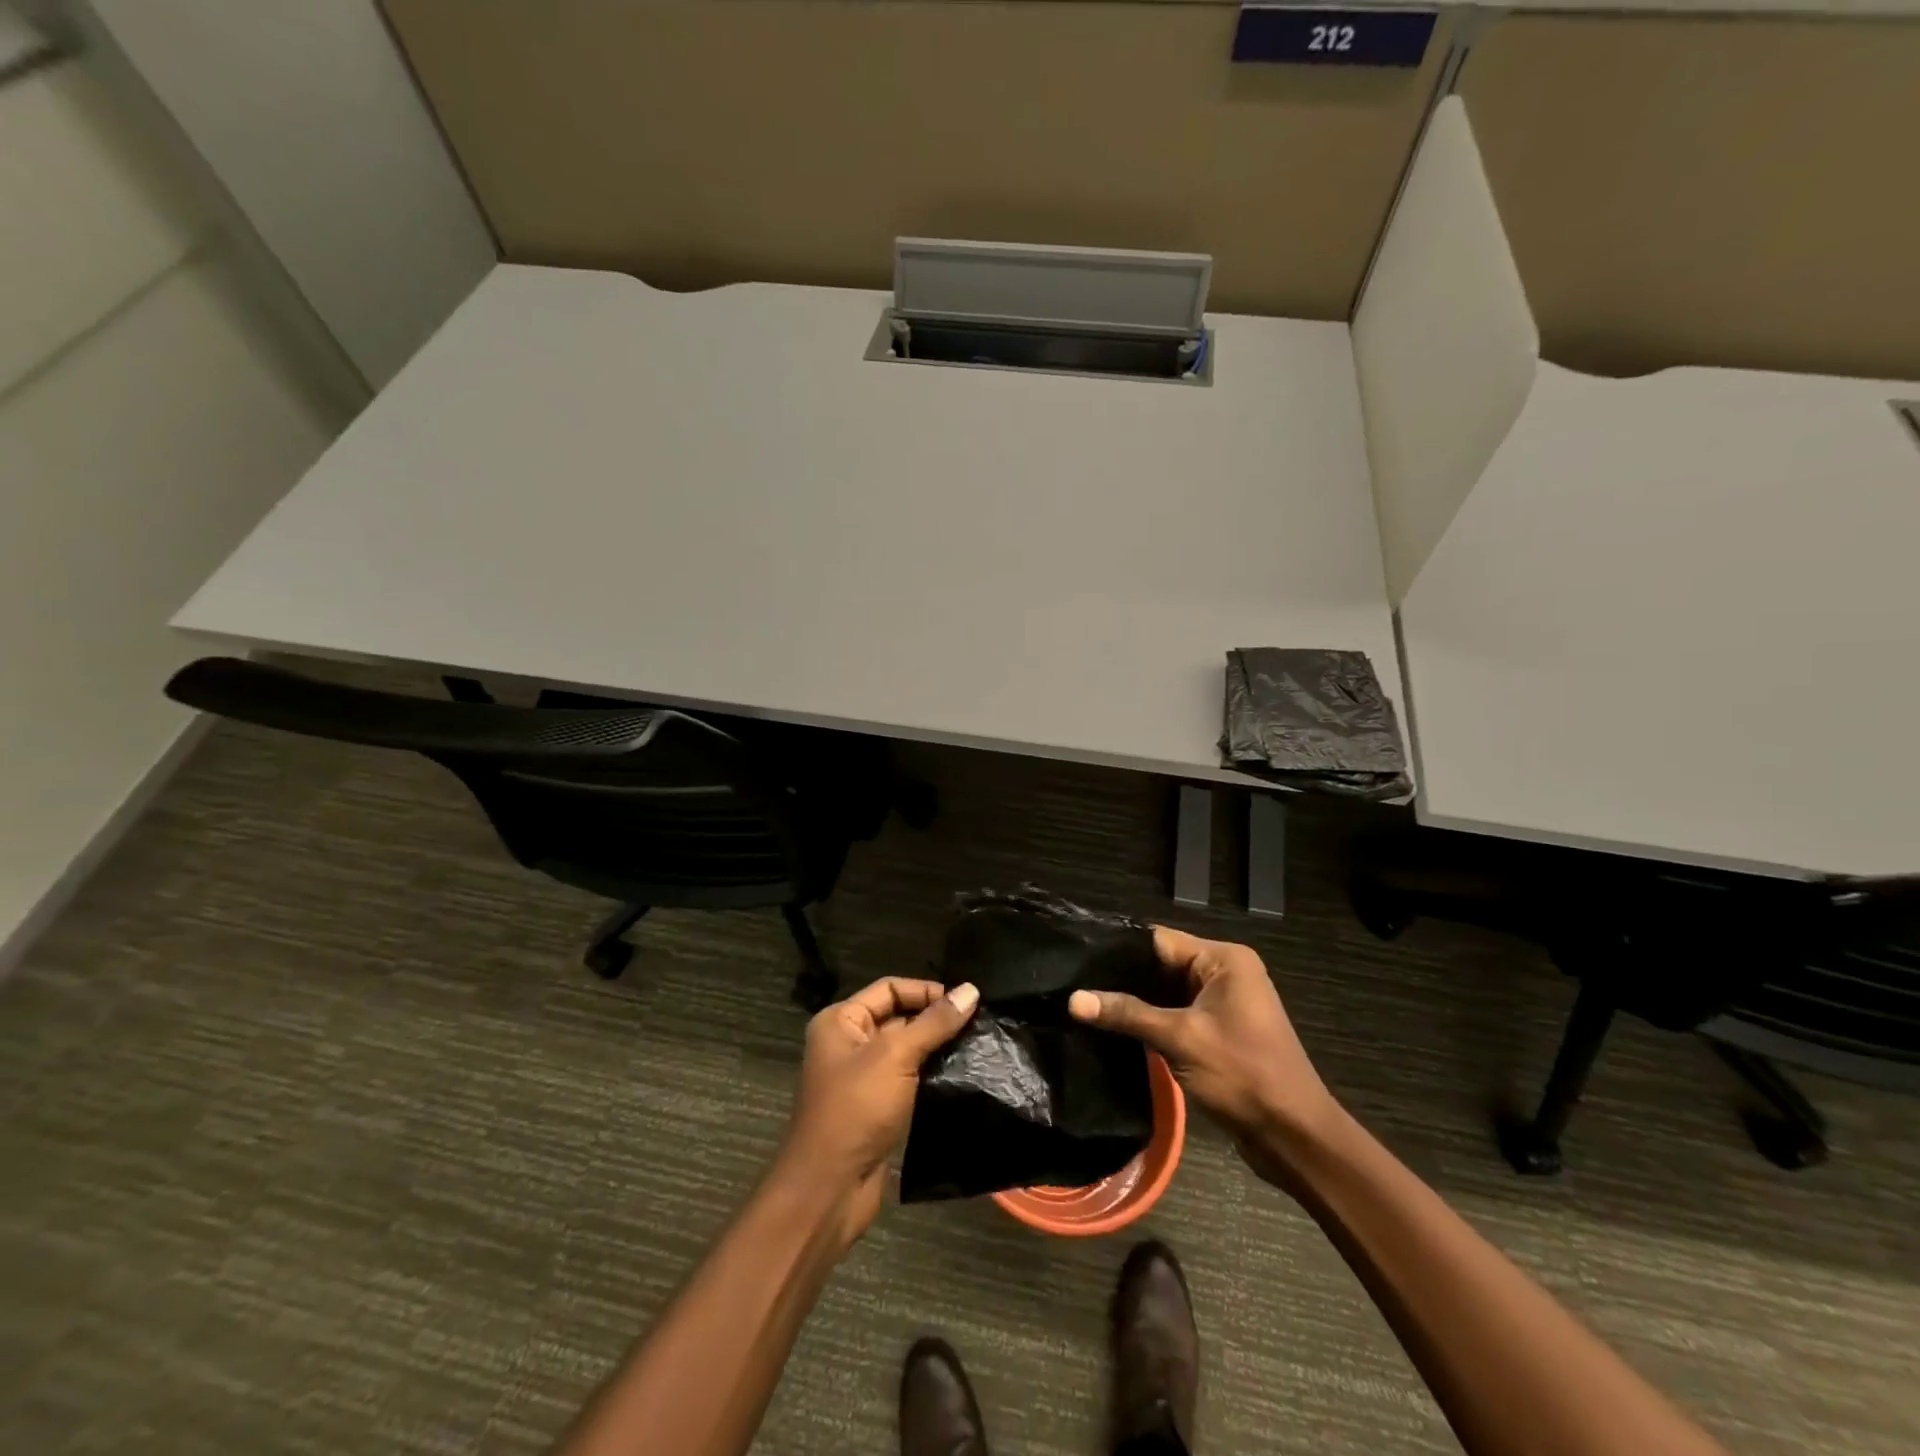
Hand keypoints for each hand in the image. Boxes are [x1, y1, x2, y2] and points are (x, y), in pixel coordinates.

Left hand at [781, 977, 979, 1244]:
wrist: (829, 1189)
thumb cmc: (856, 1109)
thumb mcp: (896, 1056)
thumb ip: (935, 1022)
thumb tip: (971, 990)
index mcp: (841, 1021)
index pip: (890, 989)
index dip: (926, 991)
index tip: (966, 1002)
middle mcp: (849, 1043)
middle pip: (899, 1016)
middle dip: (935, 1019)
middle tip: (979, 1025)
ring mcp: (863, 1077)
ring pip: (907, 1050)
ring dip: (938, 1048)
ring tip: (978, 1047)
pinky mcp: (878, 1106)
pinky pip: (909, 1078)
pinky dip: (932, 1075)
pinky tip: (963, 1075)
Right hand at [1069, 928, 1340, 1177]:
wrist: (1295, 1137)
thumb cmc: (1243, 1075)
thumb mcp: (1180, 1039)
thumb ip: (1126, 1014)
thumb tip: (1073, 999)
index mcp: (1224, 960)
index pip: (1160, 941)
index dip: (1119, 949)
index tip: (1076, 957)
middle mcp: (1226, 972)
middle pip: (1162, 964)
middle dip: (1123, 976)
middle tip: (1074, 982)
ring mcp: (1224, 1002)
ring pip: (1167, 991)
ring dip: (1136, 1001)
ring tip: (1085, 1002)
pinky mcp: (1220, 1030)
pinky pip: (1178, 1013)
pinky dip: (1152, 1019)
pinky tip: (1116, 1026)